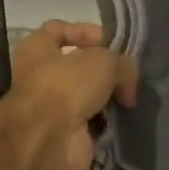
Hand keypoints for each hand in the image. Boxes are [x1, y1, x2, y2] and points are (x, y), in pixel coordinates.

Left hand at [3, 20, 138, 169]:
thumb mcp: (104, 60)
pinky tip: (125, 121)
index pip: (58, 30)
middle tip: (129, 76)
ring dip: (108, 99)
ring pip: (87, 97)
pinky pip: (92, 124)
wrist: (48, 139)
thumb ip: (123, 64)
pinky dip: (108, 124)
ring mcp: (51, 108)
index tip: (113, 42)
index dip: (86, 32)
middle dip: (105, 71)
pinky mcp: (64, 134)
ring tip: (132, 98)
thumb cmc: (67, 85)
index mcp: (36, 49)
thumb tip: (128, 87)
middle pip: (78, 67)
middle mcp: (40, 76)